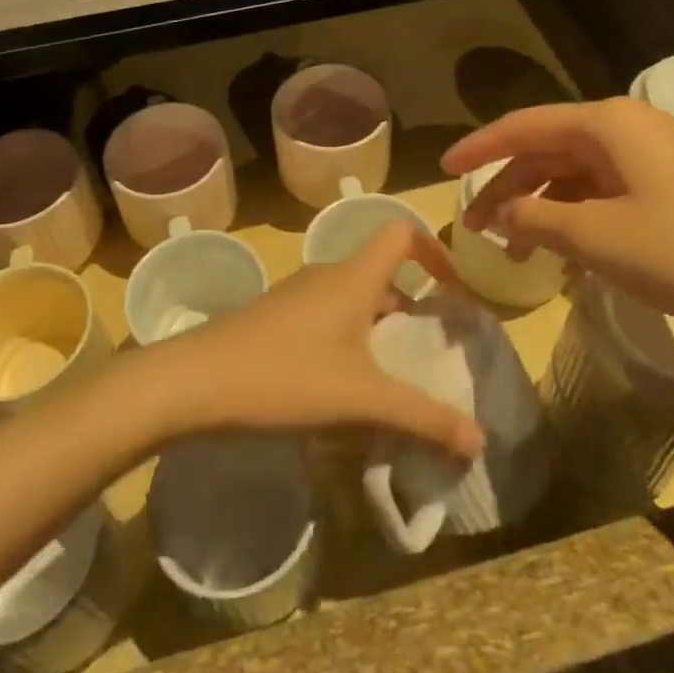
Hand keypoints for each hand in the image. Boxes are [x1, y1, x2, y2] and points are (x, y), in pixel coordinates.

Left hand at [153, 222, 485, 458]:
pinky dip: (348, 342)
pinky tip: (342, 390)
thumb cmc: (285, 376)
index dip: (435, 251)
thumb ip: (422, 417)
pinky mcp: (275, 320)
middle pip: (382, 273)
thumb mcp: (361, 400)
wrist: (194, 382)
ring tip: (391, 378)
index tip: (453, 293)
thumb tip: (480, 439)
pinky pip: (326, 319)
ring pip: (352, 299)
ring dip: (378, 329)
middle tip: (428, 352)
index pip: (401, 232)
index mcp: (354, 277)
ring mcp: (296, 296)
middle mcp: (327, 276)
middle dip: (411, 307)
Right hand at [443, 98, 673, 359]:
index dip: (479, 148)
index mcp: (607, 123)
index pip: (524, 126)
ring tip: (513, 247)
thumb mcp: (593, 238)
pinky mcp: (669, 184)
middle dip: (508, 185)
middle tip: (475, 224)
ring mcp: (652, 155)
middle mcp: (628, 127)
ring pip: (574, 171)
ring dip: (540, 204)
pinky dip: (573, 214)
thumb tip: (498, 212)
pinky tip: (559, 248)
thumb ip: (534, 217)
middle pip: (548, 148)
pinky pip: (603, 189)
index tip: (443, 170)